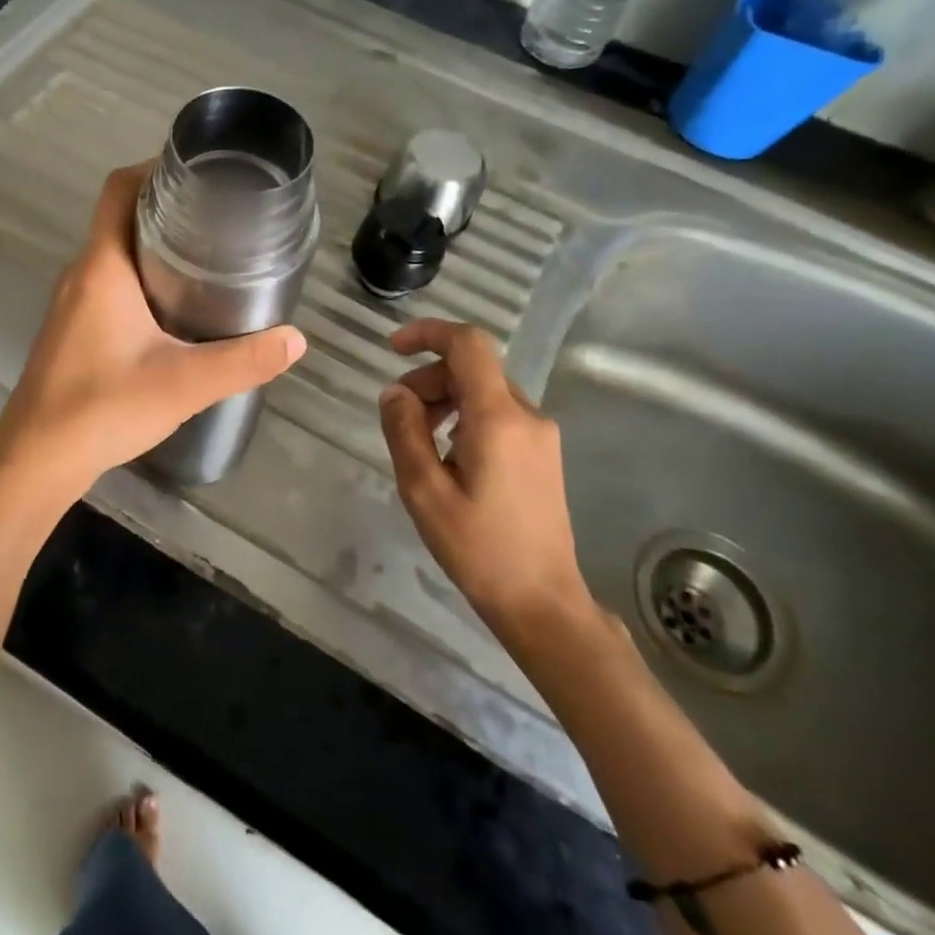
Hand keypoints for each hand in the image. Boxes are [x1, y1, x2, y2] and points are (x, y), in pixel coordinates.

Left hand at [0, 164, 306, 499]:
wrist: (37, 459)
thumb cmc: (103, 408)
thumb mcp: (184, 384)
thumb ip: (243, 361)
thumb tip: (295, 340)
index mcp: (102, 267)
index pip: (119, 189)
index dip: (154, 169)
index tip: (200, 174)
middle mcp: (81, 274)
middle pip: (120, 218)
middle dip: (167, 209)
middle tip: (220, 218)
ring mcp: (72, 303)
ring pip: (115, 254)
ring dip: (155, 246)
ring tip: (208, 257)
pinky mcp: (72, 330)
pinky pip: (108, 284)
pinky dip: (141, 279)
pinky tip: (175, 309)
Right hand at [377, 318, 591, 639]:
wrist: (542, 601)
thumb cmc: (478, 549)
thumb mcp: (424, 492)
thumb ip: (404, 432)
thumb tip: (394, 392)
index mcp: (498, 418)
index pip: (468, 345)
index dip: (428, 333)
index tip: (392, 348)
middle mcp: (527, 415)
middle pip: (472, 369)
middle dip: (427, 379)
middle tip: (398, 418)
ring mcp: (540, 434)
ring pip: (484, 391)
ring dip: (444, 400)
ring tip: (420, 444)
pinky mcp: (542, 453)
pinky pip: (498, 414)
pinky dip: (465, 417)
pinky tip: (448, 457)